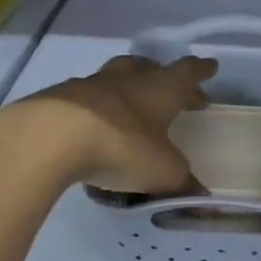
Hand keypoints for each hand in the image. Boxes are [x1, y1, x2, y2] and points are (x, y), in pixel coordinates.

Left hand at [2, 54, 217, 193]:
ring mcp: (90, 85)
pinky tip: (93, 125)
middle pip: (148, 68)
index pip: (187, 73)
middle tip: (172, 89)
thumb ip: (181, 181)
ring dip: (127, 88)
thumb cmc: (121, 146)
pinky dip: (96, 108)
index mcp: (160, 89)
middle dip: (163, 76)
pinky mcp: (59, 99)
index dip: (200, 71)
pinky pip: (85, 99)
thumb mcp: (162, 171)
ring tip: (131, 105)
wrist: (51, 137)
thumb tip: (199, 194)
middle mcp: (127, 79)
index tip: (210, 66)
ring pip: (115, 78)